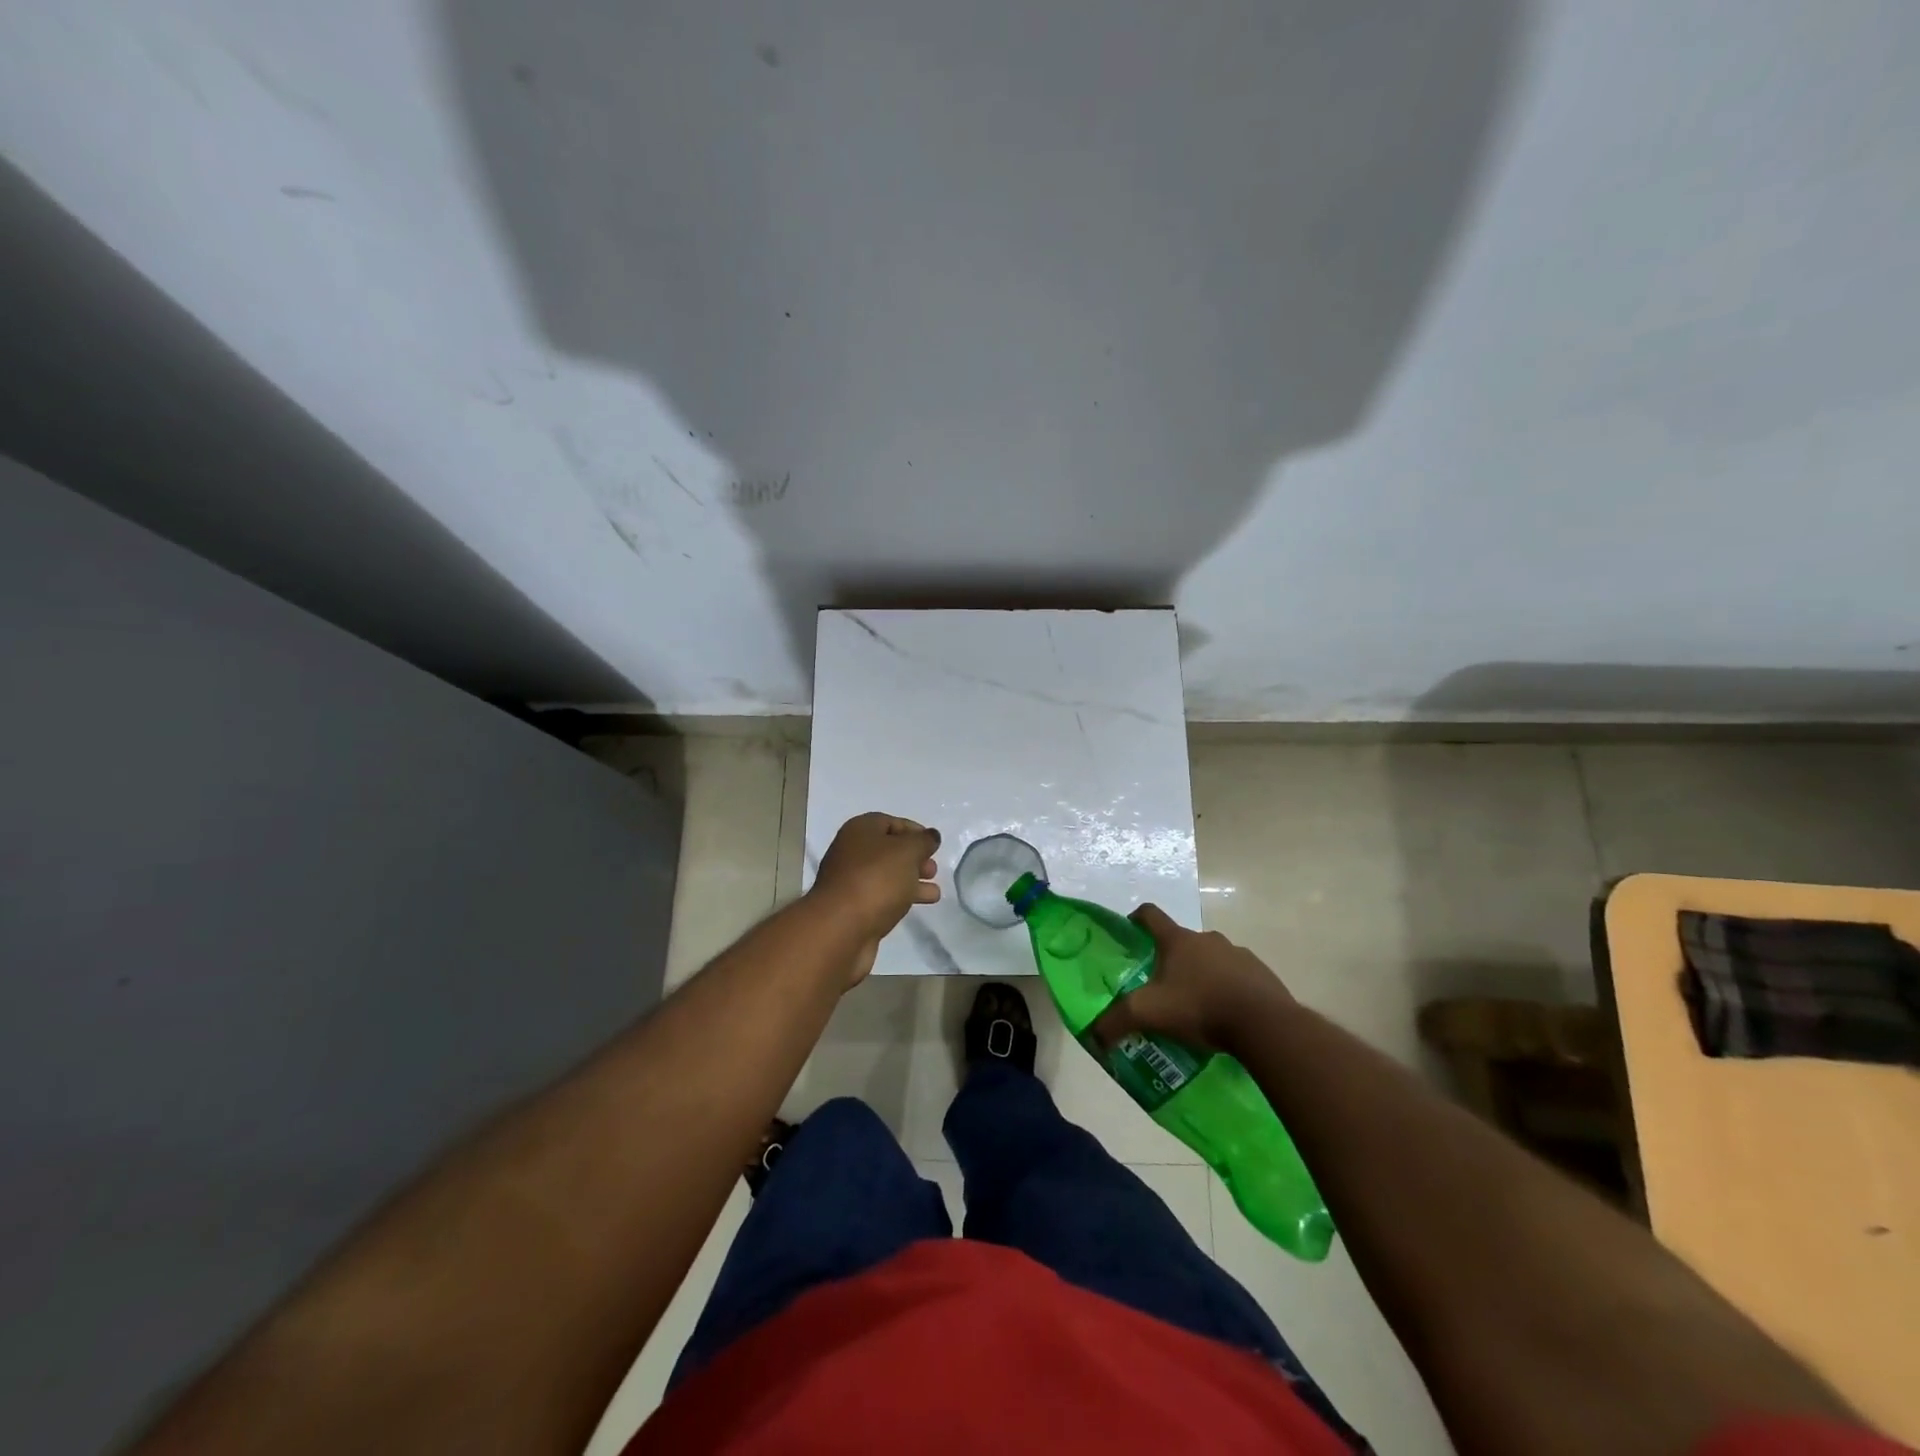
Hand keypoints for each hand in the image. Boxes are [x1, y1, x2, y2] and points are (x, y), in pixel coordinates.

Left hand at [808, 813, 941, 983]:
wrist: (841, 928)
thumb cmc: (876, 879)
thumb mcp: (907, 852)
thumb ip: (923, 842)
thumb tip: (931, 835)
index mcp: (860, 830)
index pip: (890, 822)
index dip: (914, 831)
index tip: (934, 846)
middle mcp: (851, 851)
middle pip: (888, 849)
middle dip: (914, 858)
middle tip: (933, 870)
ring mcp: (850, 881)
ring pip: (887, 875)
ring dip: (911, 880)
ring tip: (935, 892)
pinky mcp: (853, 908)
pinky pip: (882, 895)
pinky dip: (901, 897)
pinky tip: (919, 904)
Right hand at [1090, 903, 1291, 1054]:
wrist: (1264, 1024)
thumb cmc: (1200, 1007)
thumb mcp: (1149, 1014)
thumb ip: (1117, 1021)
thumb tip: (1094, 1035)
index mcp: (1178, 940)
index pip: (1150, 914)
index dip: (1137, 919)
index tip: (1131, 930)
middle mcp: (1208, 939)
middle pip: (1182, 941)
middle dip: (1172, 959)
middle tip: (1163, 987)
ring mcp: (1238, 954)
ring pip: (1212, 959)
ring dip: (1203, 975)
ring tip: (1198, 1007)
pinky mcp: (1262, 974)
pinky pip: (1239, 977)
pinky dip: (1230, 990)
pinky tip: (1227, 1017)